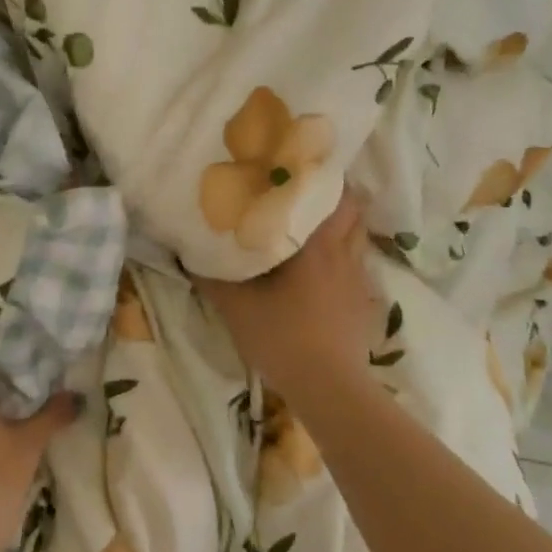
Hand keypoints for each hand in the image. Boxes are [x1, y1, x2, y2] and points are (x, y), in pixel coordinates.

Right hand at [196, 190, 380, 404]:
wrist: (328, 387)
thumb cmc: (282, 337)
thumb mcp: (235, 306)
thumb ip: (211, 276)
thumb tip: (187, 252)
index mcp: (317, 245)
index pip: (333, 195)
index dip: (322, 176)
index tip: (300, 165)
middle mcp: (344, 254)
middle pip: (354, 211)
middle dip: (335, 197)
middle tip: (305, 194)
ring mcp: (359, 280)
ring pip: (358, 238)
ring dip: (342, 227)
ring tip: (315, 226)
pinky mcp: (364, 304)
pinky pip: (358, 267)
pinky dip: (344, 259)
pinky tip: (324, 272)